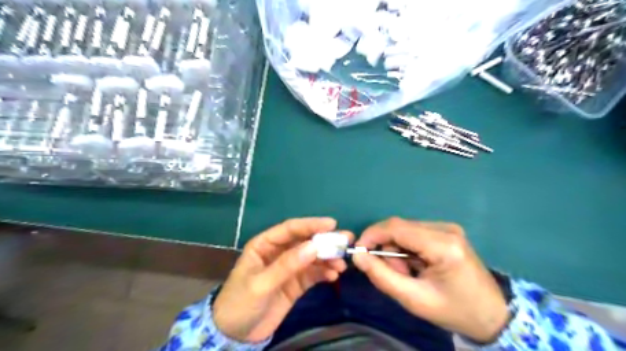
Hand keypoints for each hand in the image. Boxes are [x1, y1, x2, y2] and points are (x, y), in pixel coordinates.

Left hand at [214, 217, 351, 343]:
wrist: (235, 335)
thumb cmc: (240, 303)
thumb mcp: (261, 284)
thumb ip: (287, 265)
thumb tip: (314, 247)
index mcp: (265, 244)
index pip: (291, 229)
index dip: (311, 225)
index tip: (332, 224)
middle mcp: (279, 252)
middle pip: (305, 241)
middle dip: (325, 241)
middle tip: (346, 241)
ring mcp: (289, 267)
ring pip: (312, 257)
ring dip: (327, 258)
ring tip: (341, 264)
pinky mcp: (296, 283)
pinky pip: (313, 274)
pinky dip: (324, 273)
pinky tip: (334, 275)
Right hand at [352, 216, 506, 342]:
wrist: (491, 314)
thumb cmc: (454, 310)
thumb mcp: (414, 300)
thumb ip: (382, 277)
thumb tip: (357, 256)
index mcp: (443, 245)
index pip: (396, 228)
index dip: (372, 235)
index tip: (358, 252)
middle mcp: (446, 229)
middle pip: (399, 228)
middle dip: (387, 249)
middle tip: (395, 274)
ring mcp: (447, 228)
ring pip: (404, 230)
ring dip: (397, 250)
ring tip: (409, 274)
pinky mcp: (446, 231)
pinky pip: (414, 233)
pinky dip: (407, 249)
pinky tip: (417, 266)